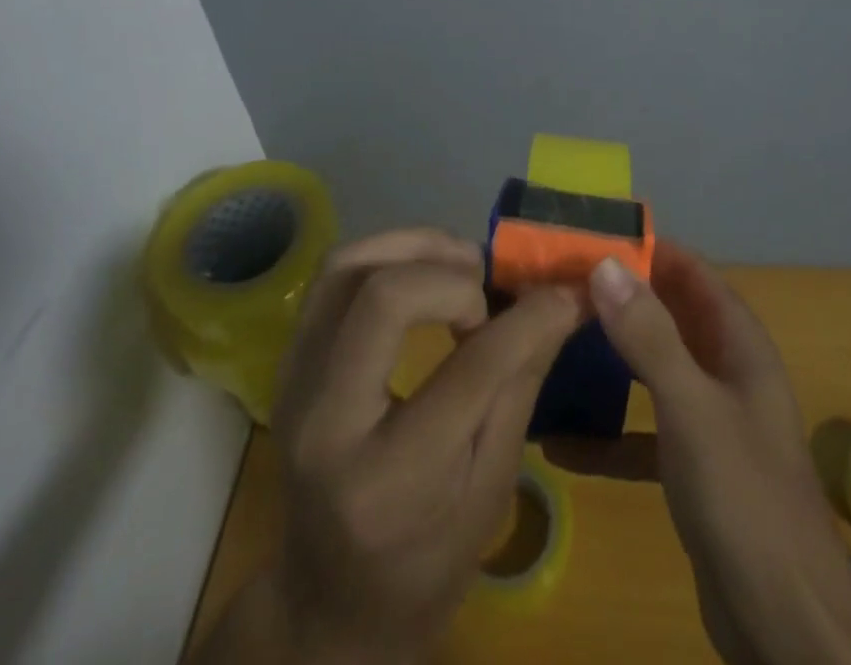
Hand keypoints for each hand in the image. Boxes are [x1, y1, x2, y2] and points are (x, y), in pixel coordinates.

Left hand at [209, 228, 580, 664]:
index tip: (563, 294)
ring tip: (460, 268)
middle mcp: (326, 422)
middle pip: (384, 296)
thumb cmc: (425, 562)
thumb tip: (562, 299)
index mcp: (391, 480)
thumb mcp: (490, 490)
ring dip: (414, 248)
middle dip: (452, 275)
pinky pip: (332, 277)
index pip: (470, 368)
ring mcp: (294, 385)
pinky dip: (385, 257)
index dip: (529, 318)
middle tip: (487, 292)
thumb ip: (521, 382)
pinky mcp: (287, 362)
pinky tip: (422, 276)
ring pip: (347, 266)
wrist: (328, 603)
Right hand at [587, 247, 850, 664]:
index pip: (693, 273)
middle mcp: (727, 372)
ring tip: (558, 341)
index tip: (592, 238)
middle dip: (623, 299)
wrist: (786, 621)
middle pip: (670, 316)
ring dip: (613, 359)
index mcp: (739, 345)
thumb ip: (649, 336)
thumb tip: (604, 265)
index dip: (649, 251)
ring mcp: (710, 420)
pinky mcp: (694, 467)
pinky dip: (610, 434)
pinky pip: (645, 435)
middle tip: (562, 285)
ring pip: (655, 371)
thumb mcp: (692, 407)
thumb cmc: (744, 495)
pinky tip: (562, 442)